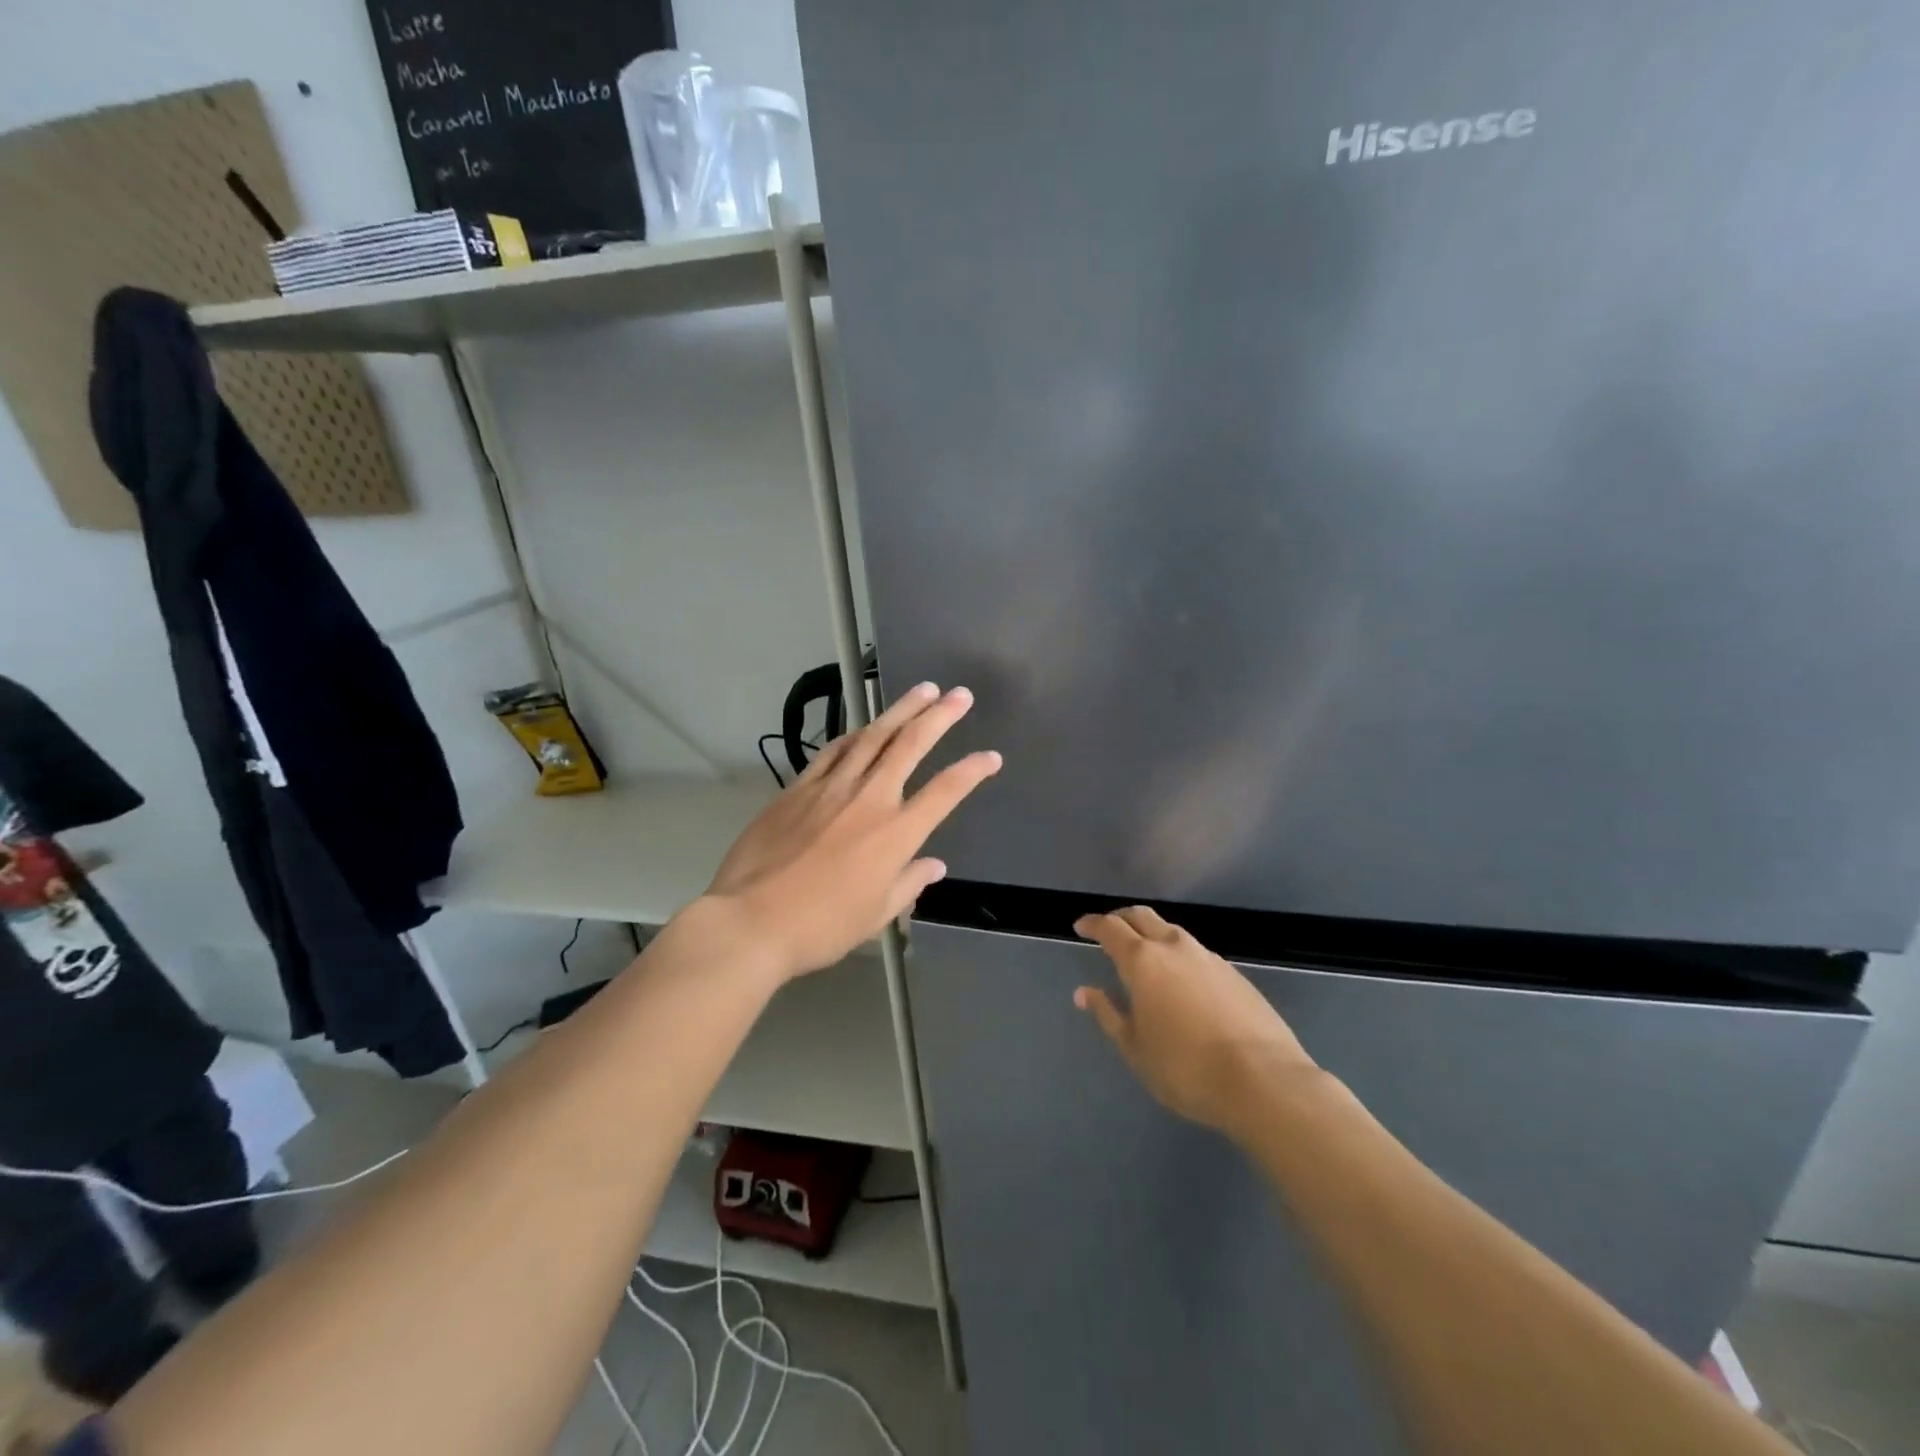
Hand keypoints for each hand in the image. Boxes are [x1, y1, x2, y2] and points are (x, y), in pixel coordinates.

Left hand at [705, 683, 1001, 980]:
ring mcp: (830, 788)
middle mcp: (869, 800)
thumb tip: (934, 865)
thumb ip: (909, 884)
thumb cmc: (821, 927)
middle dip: (939, 716)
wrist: (751, 921)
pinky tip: (863, 726)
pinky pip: (832, 751)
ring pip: (872, 737)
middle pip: (910, 746)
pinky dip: (854, 734)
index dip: (972, 771)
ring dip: (900, 710)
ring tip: (921, 691)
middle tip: (960, 694)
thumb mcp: (875, 915)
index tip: (991, 756)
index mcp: (895, 834)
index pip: (945, 792)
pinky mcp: (797, 788)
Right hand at [1074, 906, 1318, 1137]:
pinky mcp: (1235, 974)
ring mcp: (1209, 958)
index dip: (1092, 924)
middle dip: (1121, 918)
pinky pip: (1196, 953)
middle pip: (1142, 917)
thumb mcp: (1135, 1048)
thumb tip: (1085, 992)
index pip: (1110, 928)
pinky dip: (1178, 955)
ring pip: (1172, 932)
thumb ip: (1108, 1014)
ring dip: (1152, 934)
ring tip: (1144, 955)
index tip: (1080, 927)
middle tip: (1108, 930)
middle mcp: (1175, 948)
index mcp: (1143, 961)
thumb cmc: (1186, 1068)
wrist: (1264, 1081)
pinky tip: (1181, 980)